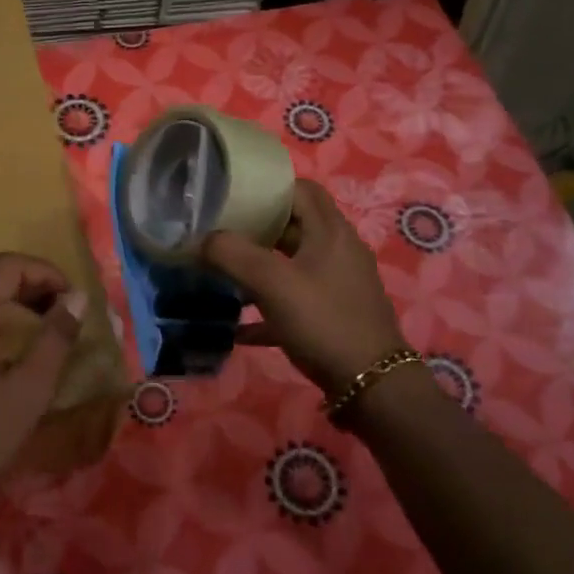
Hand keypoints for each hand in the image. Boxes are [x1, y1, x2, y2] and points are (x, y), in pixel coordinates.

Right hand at [202, 179, 406, 394]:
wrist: (372, 385)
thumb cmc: (323, 321)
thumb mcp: (272, 284)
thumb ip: (233, 255)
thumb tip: (201, 239)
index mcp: (330, 232)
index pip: (301, 190)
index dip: (267, 188)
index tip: (232, 197)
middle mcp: (338, 251)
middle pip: (294, 226)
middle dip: (256, 229)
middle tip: (219, 235)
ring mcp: (338, 286)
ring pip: (292, 265)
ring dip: (259, 268)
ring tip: (222, 276)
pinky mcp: (333, 316)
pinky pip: (294, 302)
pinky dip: (267, 308)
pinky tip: (238, 328)